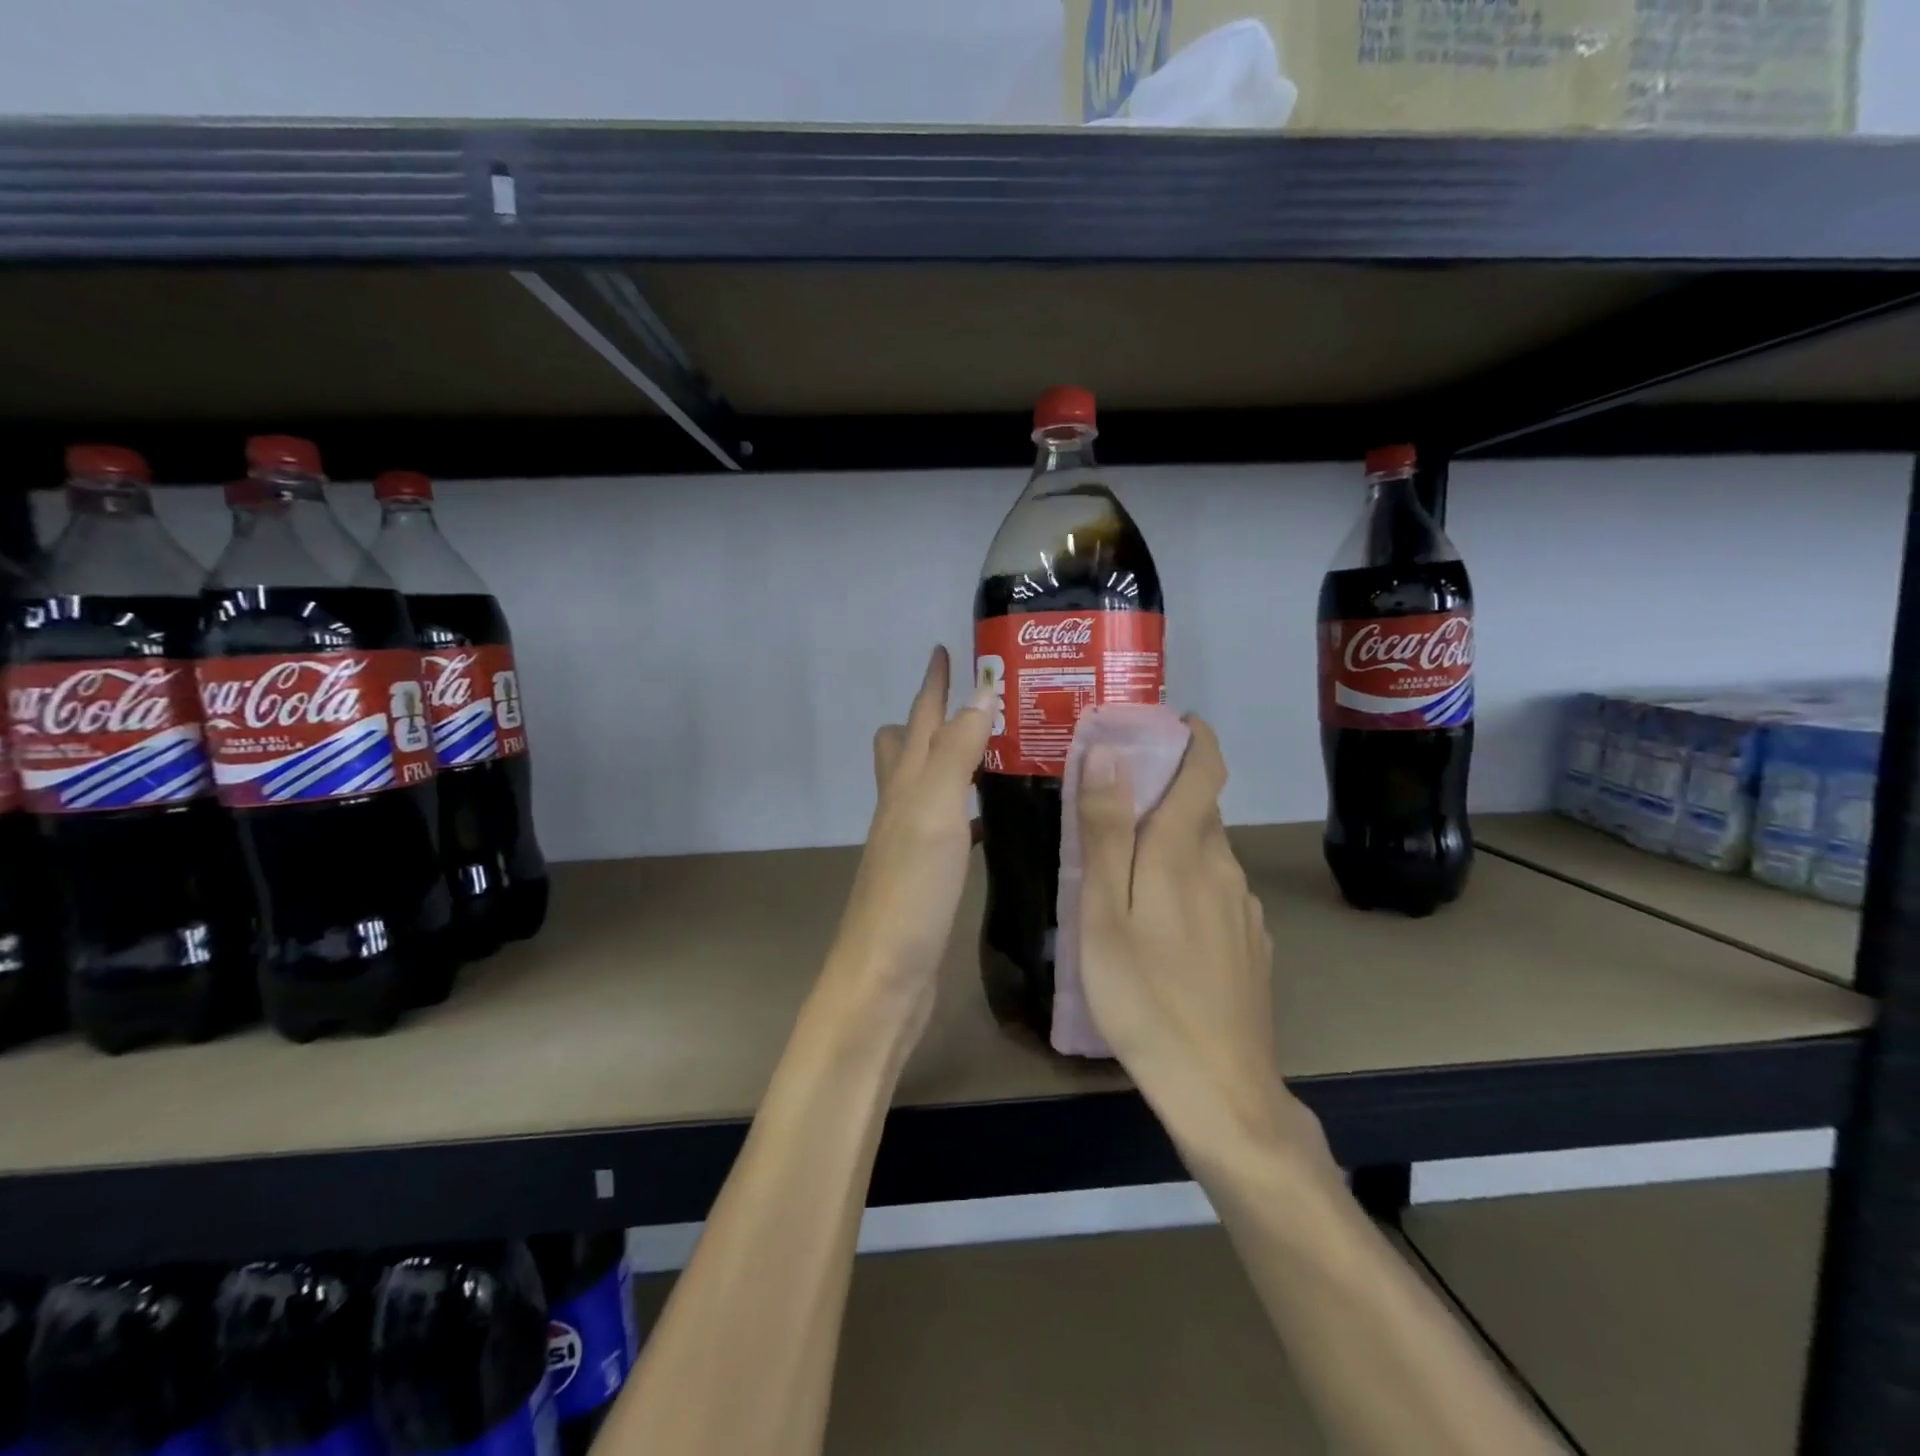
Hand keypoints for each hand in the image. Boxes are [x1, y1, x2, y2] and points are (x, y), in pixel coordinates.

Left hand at [823, 646, 992, 1041]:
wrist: (884, 976)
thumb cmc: (910, 891)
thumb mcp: (934, 812)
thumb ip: (956, 752)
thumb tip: (980, 692)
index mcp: (903, 784)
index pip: (919, 718)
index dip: (932, 682)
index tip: (945, 649)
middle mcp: (902, 806)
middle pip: (907, 746)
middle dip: (935, 716)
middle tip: (981, 703)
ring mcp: (912, 841)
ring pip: (929, 784)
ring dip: (955, 760)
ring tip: (998, 749)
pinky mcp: (927, 874)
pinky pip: (948, 824)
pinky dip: (967, 809)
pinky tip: (991, 819)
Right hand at [1075, 719, 1323, 1159]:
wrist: (1218, 1090)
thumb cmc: (1144, 995)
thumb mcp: (1104, 911)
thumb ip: (1107, 829)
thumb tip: (1110, 752)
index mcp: (1187, 850)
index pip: (1206, 767)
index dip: (1191, 736)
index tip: (1161, 724)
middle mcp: (1225, 868)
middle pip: (1198, 810)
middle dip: (1160, 794)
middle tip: (1107, 808)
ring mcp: (1243, 910)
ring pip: (1205, 855)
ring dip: (1169, 845)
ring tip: (1122, 875)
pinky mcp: (1250, 947)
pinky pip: (1216, 895)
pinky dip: (1186, 886)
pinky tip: (1159, 929)